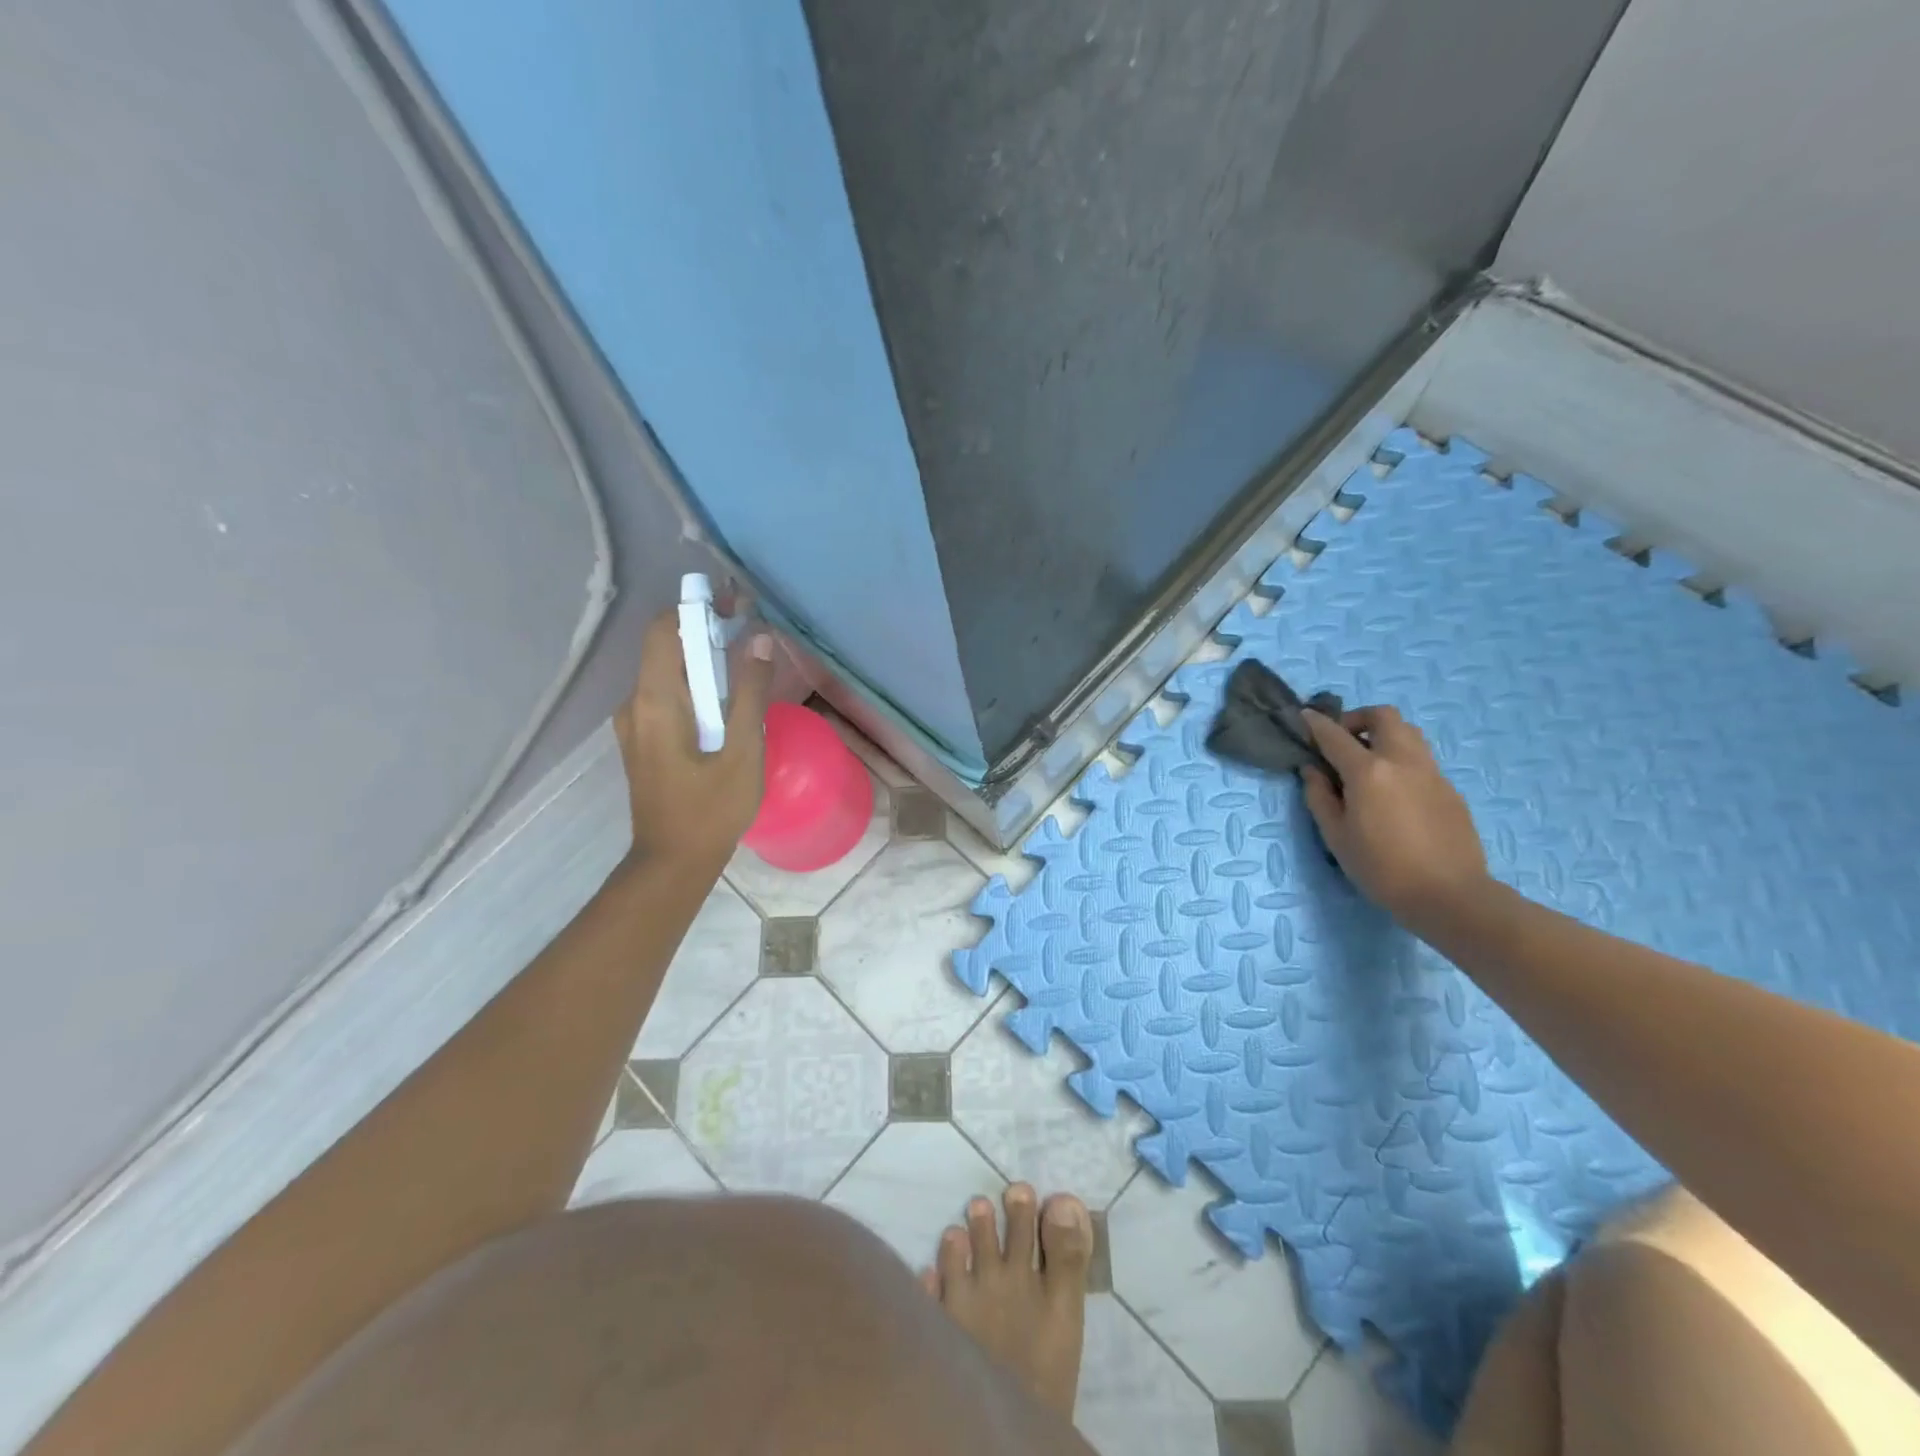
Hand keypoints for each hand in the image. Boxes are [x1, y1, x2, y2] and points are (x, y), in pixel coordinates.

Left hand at [614, 607, 773, 872]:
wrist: (672, 862)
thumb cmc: (711, 809)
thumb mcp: (743, 751)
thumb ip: (749, 693)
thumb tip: (758, 639)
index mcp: (656, 701)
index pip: (666, 629)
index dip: (698, 608)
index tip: (736, 607)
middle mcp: (635, 703)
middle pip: (666, 647)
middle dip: (706, 632)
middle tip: (751, 635)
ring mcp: (634, 723)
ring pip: (668, 672)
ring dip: (703, 661)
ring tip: (745, 668)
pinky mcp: (642, 739)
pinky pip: (667, 696)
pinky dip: (695, 686)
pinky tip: (725, 704)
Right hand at [1300, 706, 1491, 930]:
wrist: (1450, 895)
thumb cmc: (1381, 868)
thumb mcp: (1336, 836)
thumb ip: (1320, 797)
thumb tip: (1313, 771)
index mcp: (1368, 772)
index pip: (1335, 735)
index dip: (1316, 724)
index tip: (1304, 717)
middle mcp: (1402, 761)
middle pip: (1383, 716)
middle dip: (1358, 719)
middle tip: (1343, 741)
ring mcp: (1431, 772)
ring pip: (1408, 733)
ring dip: (1383, 735)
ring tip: (1368, 762)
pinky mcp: (1449, 789)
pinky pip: (1421, 759)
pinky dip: (1401, 760)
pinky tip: (1393, 793)